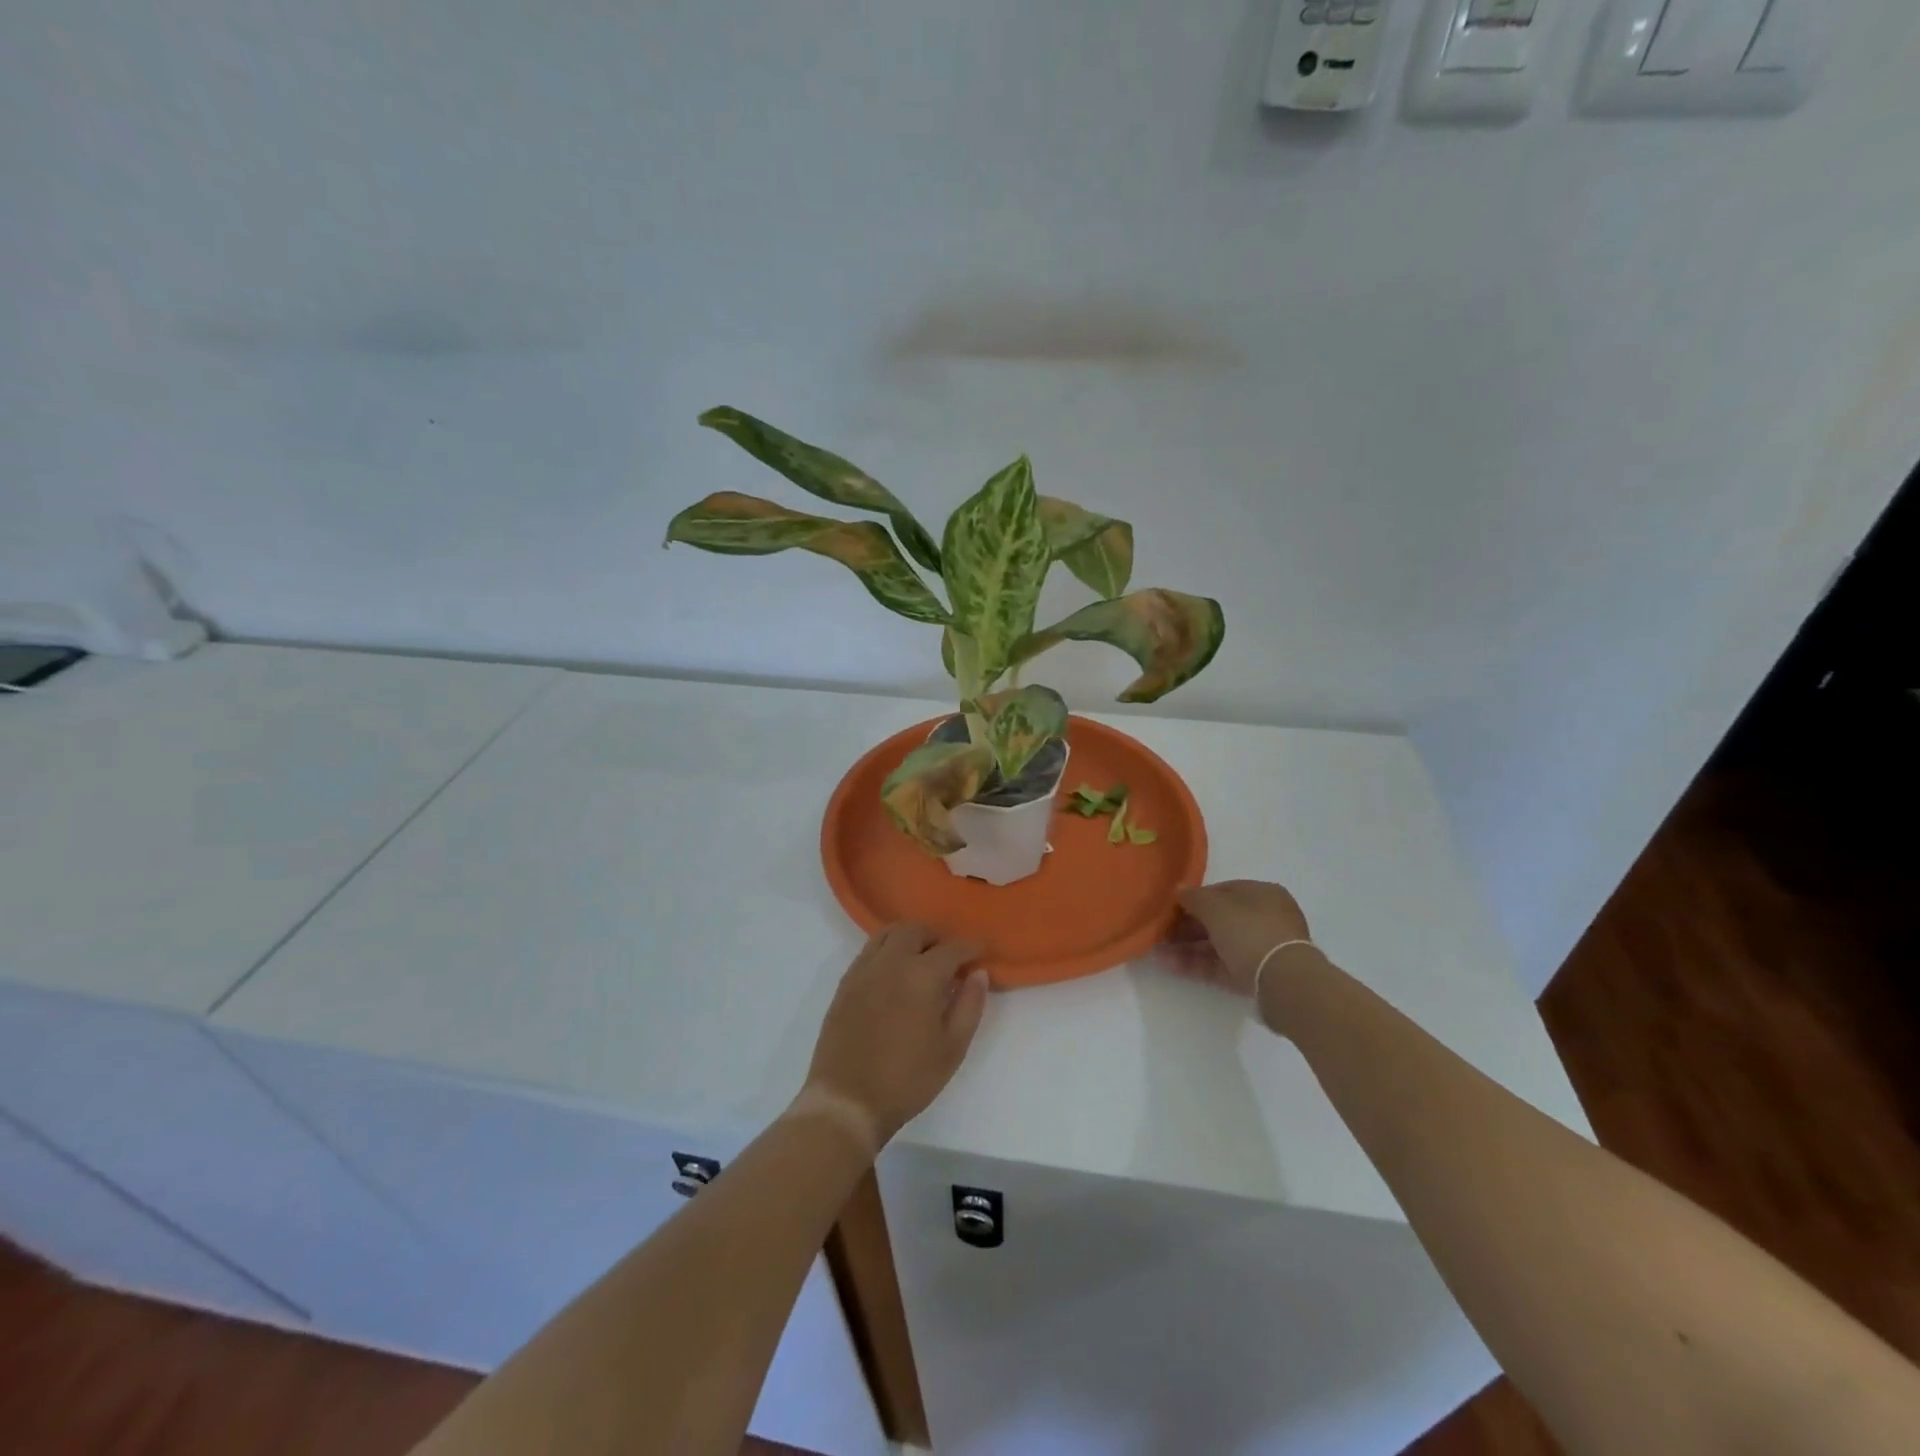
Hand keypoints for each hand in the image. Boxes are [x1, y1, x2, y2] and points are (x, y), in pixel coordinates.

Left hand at [801, 924, 989, 1151]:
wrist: (848, 1101)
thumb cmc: (908, 1079)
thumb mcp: (952, 1048)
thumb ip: (969, 1005)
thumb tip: (978, 973)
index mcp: (922, 975)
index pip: (952, 948)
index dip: (971, 947)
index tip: (982, 952)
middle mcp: (892, 962)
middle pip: (916, 931)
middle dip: (938, 937)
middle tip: (950, 957)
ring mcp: (864, 969)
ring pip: (889, 934)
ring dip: (910, 937)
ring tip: (921, 958)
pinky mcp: (846, 982)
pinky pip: (869, 949)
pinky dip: (887, 948)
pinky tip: (894, 971)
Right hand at [1163, 880, 1311, 998]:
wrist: (1283, 982)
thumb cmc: (1250, 931)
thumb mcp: (1215, 907)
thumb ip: (1193, 897)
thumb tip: (1179, 889)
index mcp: (1262, 894)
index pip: (1223, 891)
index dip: (1195, 898)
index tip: (1172, 908)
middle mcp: (1265, 918)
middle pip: (1220, 919)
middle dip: (1188, 926)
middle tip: (1161, 933)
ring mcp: (1261, 949)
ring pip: (1218, 944)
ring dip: (1188, 947)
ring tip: (1158, 952)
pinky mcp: (1255, 975)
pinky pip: (1221, 965)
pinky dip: (1198, 964)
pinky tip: (1171, 965)